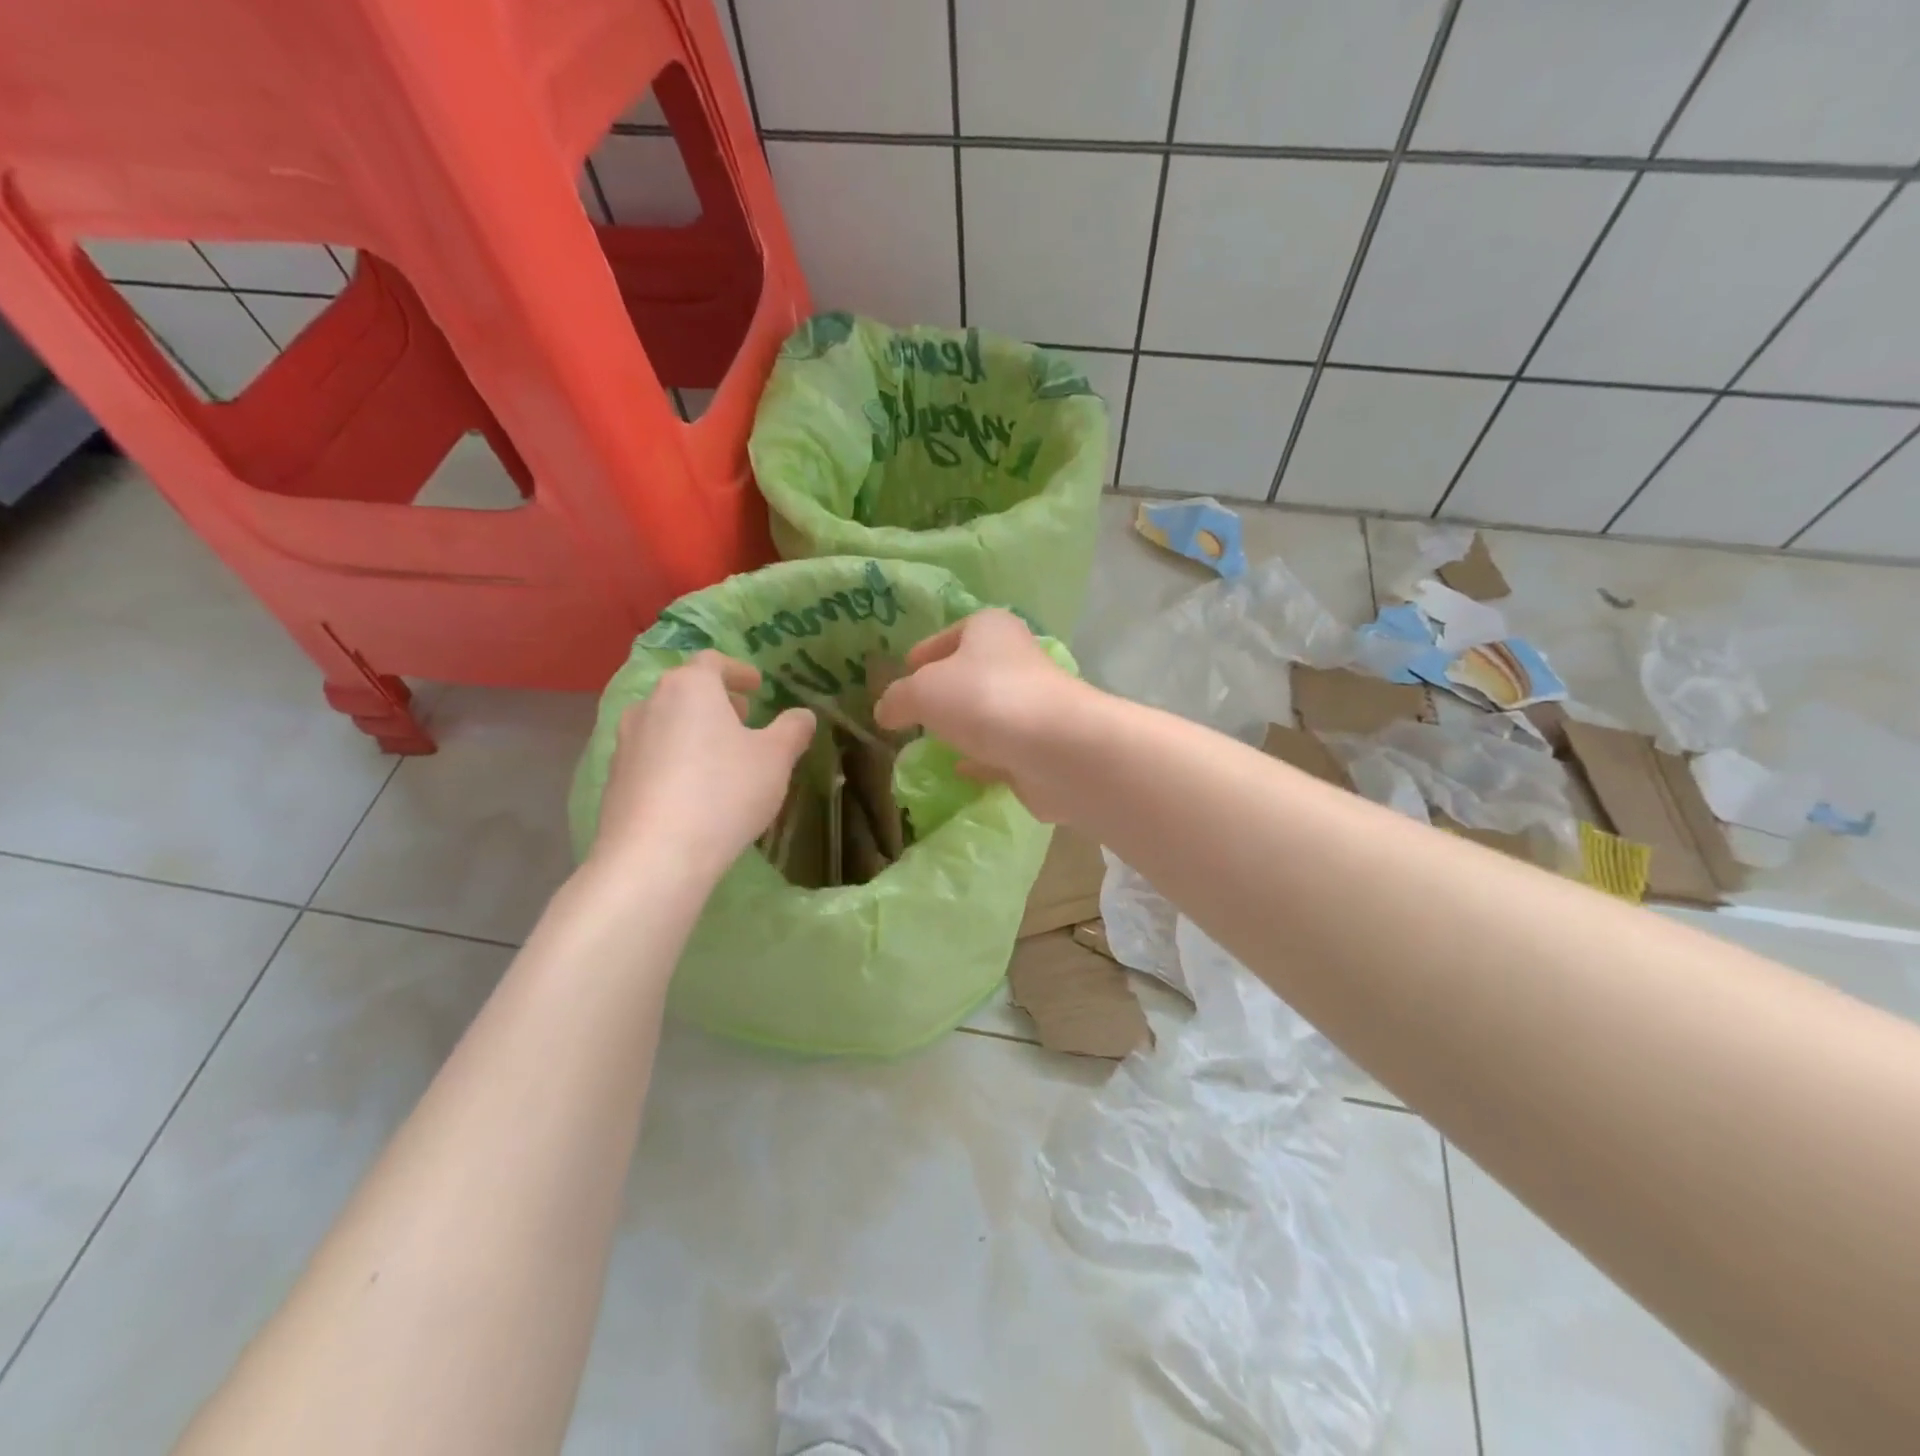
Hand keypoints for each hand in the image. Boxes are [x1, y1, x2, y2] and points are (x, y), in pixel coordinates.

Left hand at [589, 653, 814, 880]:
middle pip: (685, 691)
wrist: (654, 856)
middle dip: (716, 702)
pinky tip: (693, 791)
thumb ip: (793, 730)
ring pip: (665, 724)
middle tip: (743, 719)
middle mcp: (650, 705)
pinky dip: (674, 761)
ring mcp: (625, 743)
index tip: (757, 687)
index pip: (712, 662)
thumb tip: (803, 715)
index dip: (738, 671)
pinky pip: (651, 758)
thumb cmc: (724, 792)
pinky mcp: (614, 780)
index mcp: (689, 688)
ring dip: (693, 732)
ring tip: (720, 757)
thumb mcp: (776, 759)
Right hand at [873, 609, 1090, 821]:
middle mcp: (1017, 660)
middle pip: (972, 672)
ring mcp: (1032, 705)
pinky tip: (960, 770)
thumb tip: (884, 711)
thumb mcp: (922, 691)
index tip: (903, 670)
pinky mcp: (1040, 746)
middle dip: (943, 691)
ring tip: (930, 743)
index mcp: (990, 629)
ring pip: (988, 712)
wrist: (1057, 749)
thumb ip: (897, 698)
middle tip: (912, 712)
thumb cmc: (985, 699)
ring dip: (963, 726)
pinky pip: (1002, 749)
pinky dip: (982, 757)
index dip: (925, 651)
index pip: (951, 633)